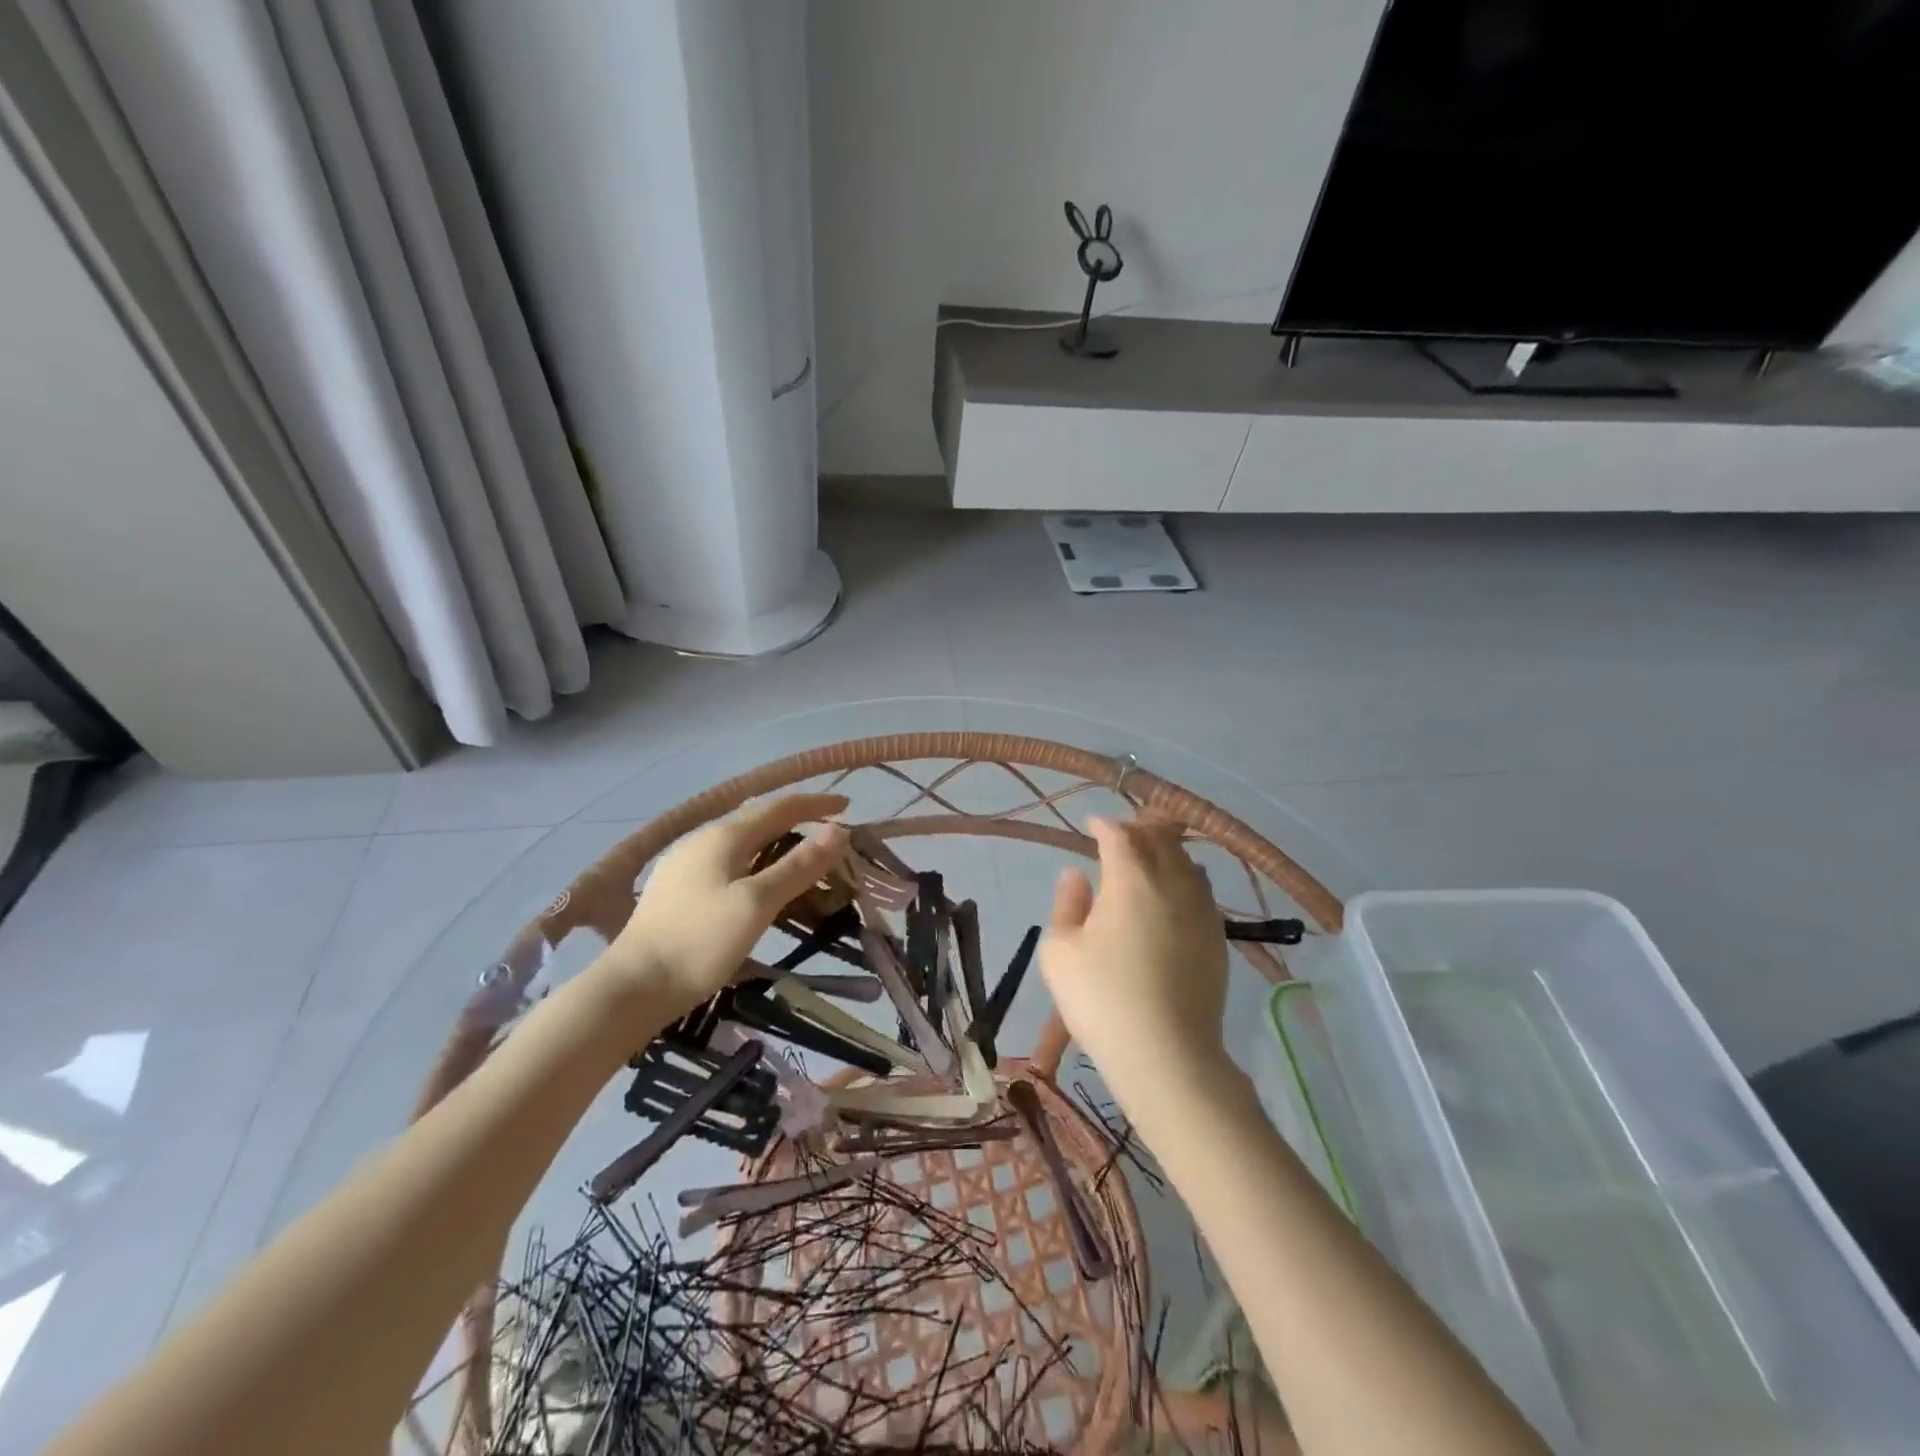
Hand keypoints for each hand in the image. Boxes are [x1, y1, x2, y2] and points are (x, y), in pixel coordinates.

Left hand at [601, 792, 850, 1018]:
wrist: (633, 987)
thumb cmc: (701, 941)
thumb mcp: (758, 903)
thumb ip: (799, 865)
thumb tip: (838, 831)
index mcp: (724, 835)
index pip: (780, 807)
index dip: (816, 804)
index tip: (848, 806)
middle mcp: (703, 839)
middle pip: (759, 819)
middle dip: (797, 821)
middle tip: (830, 834)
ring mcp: (686, 863)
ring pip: (742, 840)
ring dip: (776, 841)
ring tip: (801, 856)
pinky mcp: (677, 888)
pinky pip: (728, 859)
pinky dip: (756, 860)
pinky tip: (758, 880)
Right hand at [1038, 816, 1229, 1103]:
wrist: (1166, 1054)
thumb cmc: (1102, 999)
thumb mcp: (1060, 951)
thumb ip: (1067, 904)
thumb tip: (1076, 874)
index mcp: (1130, 878)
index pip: (1119, 834)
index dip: (1103, 825)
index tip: (1092, 825)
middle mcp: (1171, 882)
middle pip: (1160, 838)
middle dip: (1139, 829)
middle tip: (1121, 834)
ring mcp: (1200, 909)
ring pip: (1187, 861)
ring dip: (1166, 850)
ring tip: (1150, 858)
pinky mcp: (1217, 937)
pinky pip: (1202, 890)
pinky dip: (1185, 878)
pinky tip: (1175, 895)